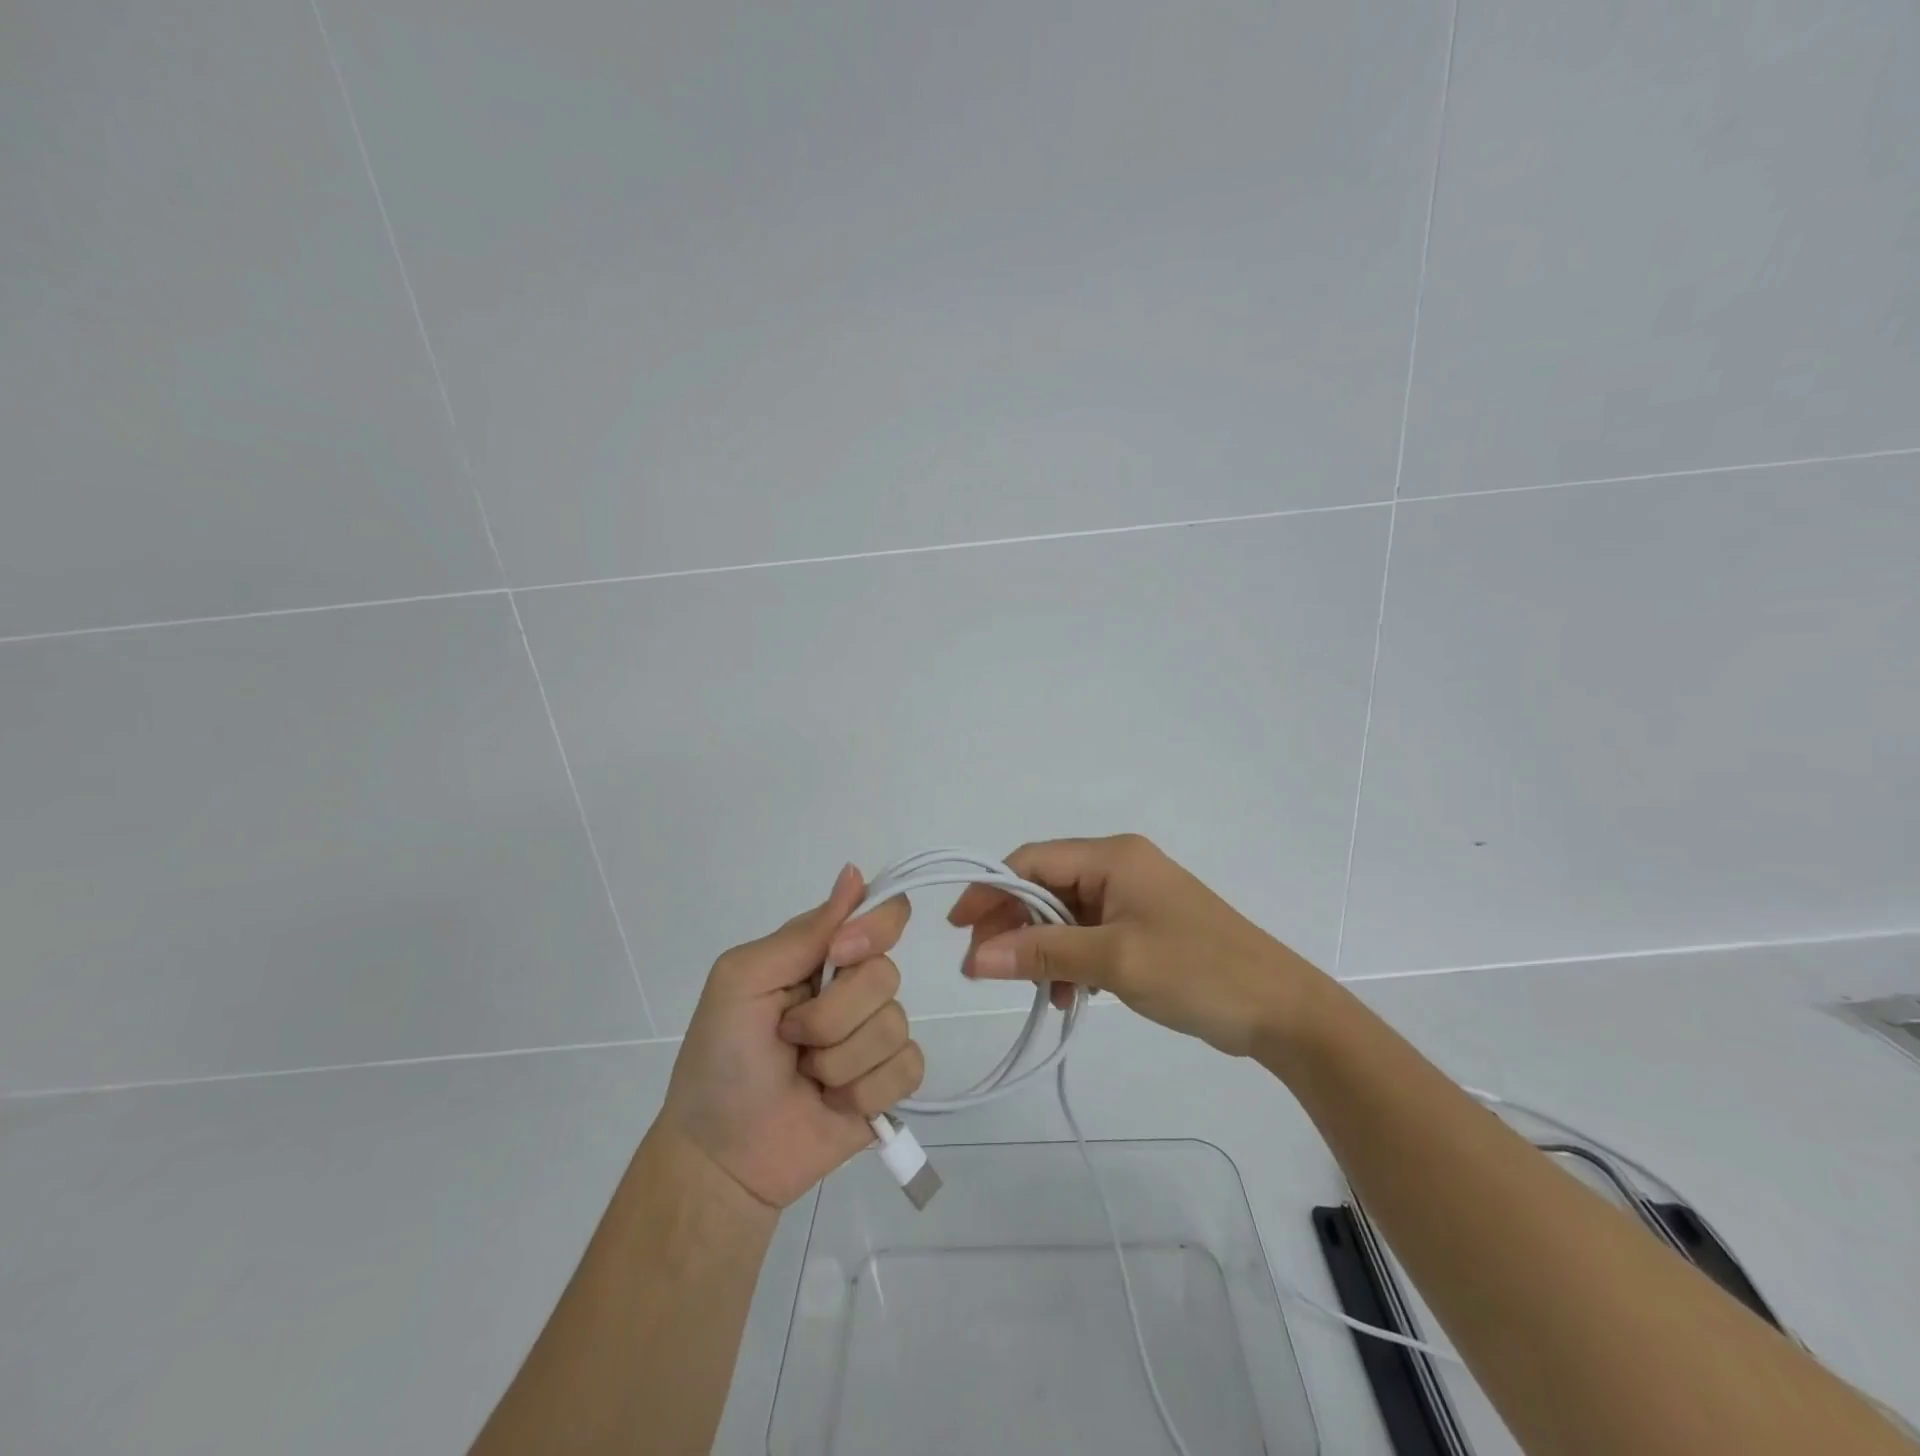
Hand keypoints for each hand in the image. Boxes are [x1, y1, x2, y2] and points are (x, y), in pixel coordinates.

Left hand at [660, 865, 925, 1208]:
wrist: (721, 1157)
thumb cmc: (719, 1059)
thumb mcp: (743, 981)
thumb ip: (803, 934)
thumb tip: (854, 873)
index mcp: (821, 956)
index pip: (881, 915)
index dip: (874, 929)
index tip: (840, 956)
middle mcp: (853, 989)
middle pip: (886, 975)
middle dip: (832, 1016)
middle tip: (790, 1039)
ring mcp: (873, 1038)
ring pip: (896, 1025)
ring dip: (840, 1061)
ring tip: (805, 1078)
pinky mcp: (887, 1085)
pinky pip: (909, 1068)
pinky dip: (865, 1091)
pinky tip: (833, 1103)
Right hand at [947, 834, 1330, 1057]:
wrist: (1281, 1010)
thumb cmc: (1197, 972)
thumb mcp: (1114, 962)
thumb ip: (1043, 954)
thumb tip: (974, 958)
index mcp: (1112, 857)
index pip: (1032, 862)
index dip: (991, 891)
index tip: (960, 931)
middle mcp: (1119, 867)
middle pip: (1045, 887)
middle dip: (1014, 926)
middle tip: (987, 969)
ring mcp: (1134, 897)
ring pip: (1065, 915)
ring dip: (1043, 949)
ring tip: (1038, 991)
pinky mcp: (1144, 927)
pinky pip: (1089, 934)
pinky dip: (1072, 960)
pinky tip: (1072, 996)